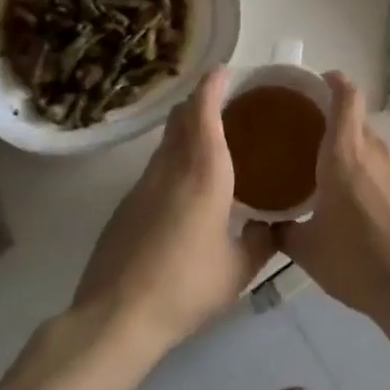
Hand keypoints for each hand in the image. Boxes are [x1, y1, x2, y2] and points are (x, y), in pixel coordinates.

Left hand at [71, 69, 275, 349]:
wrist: (115, 318)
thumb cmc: (186, 288)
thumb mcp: (239, 269)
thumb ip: (263, 240)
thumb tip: (273, 226)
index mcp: (204, 174)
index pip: (204, 112)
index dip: (213, 86)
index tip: (225, 71)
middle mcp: (170, 169)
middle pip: (181, 119)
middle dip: (201, 102)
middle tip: (228, 103)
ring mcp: (142, 187)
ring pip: (166, 143)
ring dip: (186, 130)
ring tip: (213, 141)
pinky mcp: (125, 207)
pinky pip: (155, 168)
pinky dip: (173, 160)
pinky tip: (186, 187)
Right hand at [276, 72, 389, 326]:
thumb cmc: (356, 262)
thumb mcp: (307, 250)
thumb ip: (282, 231)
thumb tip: (265, 225)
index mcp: (345, 155)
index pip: (346, 98)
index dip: (336, 82)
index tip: (323, 80)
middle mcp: (378, 153)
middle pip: (359, 126)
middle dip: (339, 132)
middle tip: (317, 151)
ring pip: (377, 153)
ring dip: (360, 162)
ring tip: (343, 191)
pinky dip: (380, 185)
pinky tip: (374, 216)